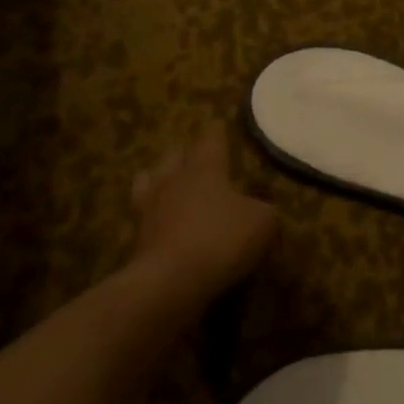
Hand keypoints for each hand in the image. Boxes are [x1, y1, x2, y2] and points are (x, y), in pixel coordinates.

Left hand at [128, 124, 277, 318]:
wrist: (172, 280)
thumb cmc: (222, 238)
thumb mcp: (263, 222)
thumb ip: (264, 210)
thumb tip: (261, 209)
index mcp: (204, 170)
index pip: (210, 141)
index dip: (216, 132)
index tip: (216, 122)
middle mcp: (173, 182)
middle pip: (174, 157)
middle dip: (184, 153)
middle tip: (192, 153)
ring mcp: (151, 210)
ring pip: (150, 182)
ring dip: (159, 179)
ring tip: (165, 181)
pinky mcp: (139, 239)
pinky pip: (146, 217)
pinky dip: (155, 215)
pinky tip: (163, 220)